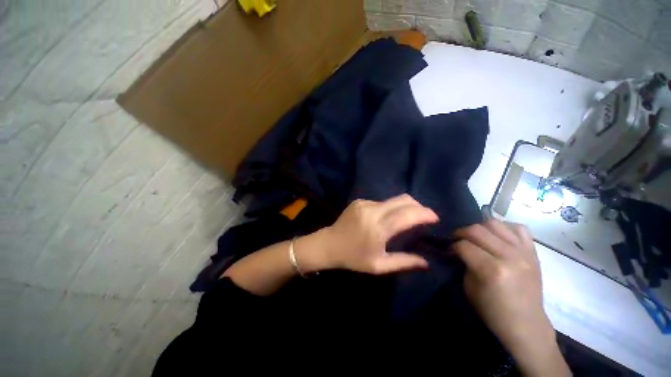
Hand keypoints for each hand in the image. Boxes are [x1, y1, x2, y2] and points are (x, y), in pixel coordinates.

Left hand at [316, 194, 437, 273]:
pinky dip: (389, 208)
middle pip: (403, 200)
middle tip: (424, 217)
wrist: (329, 244)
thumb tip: (426, 262)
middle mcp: (372, 211)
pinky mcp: (359, 201)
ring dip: (403, 207)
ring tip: (405, 220)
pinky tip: (385, 219)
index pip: (407, 215)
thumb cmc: (353, 258)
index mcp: (378, 229)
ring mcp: (364, 203)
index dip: (424, 213)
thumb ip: (404, 262)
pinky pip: (381, 202)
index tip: (435, 218)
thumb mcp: (378, 265)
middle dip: (417, 206)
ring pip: (392, 200)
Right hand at [453, 220, 569, 375]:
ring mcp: (524, 252)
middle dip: (462, 233)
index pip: (464, 245)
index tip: (449, 250)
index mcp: (492, 270)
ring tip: (477, 237)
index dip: (452, 246)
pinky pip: (519, 228)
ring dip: (480, 228)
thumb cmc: (493, 310)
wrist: (526, 323)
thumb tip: (458, 248)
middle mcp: (509, 256)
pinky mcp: (533, 252)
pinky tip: (498, 237)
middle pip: (477, 230)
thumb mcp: (470, 288)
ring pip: (495, 224)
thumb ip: (465, 263)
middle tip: (458, 240)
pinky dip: (505, 228)